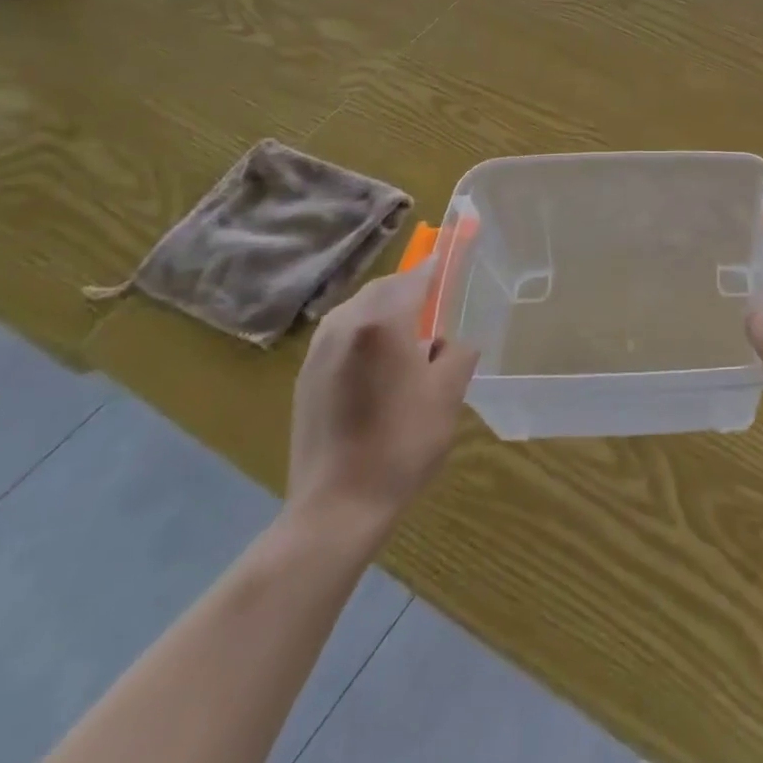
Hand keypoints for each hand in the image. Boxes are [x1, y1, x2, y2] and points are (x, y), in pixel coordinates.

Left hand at [286, 265, 478, 544]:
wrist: (336, 507)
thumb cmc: (403, 442)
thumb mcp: (449, 391)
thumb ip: (457, 351)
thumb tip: (449, 342)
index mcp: (383, 321)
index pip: (417, 275)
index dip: (439, 264)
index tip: (455, 255)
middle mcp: (346, 325)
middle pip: (385, 288)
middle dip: (412, 290)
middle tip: (438, 314)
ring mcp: (319, 351)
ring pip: (360, 310)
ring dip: (387, 313)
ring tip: (409, 346)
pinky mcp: (305, 377)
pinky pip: (342, 336)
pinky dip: (365, 336)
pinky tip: (380, 372)